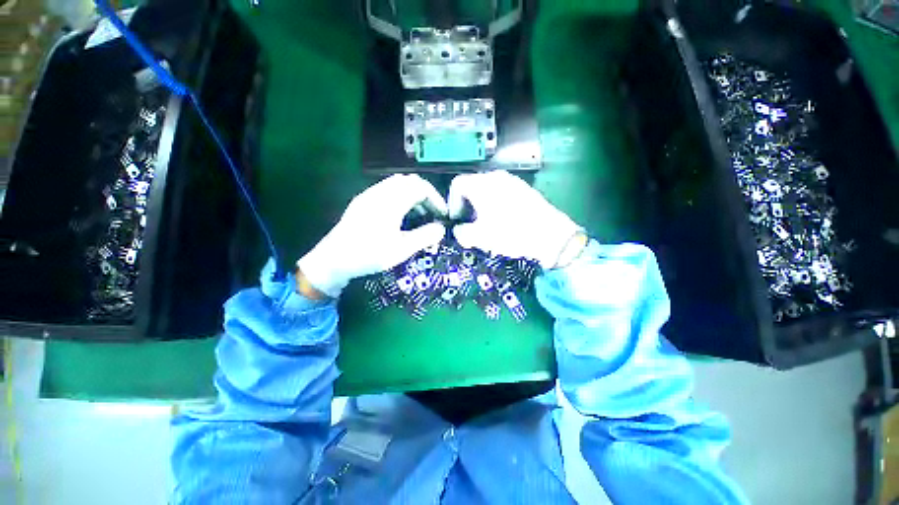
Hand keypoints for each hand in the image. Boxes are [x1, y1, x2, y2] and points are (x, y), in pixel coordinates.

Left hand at [297, 175, 447, 297]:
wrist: (333, 260)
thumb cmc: (369, 255)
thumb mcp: (402, 249)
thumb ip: (425, 236)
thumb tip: (441, 228)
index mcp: (391, 202)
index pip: (420, 187)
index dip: (435, 198)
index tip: (442, 214)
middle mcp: (379, 192)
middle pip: (409, 181)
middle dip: (425, 195)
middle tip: (431, 213)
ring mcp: (368, 195)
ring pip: (397, 185)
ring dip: (412, 196)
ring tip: (418, 215)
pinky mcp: (362, 202)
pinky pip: (386, 191)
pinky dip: (399, 198)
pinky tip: (399, 216)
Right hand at [448, 171, 583, 268]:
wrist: (552, 238)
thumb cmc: (510, 235)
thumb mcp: (479, 238)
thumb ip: (461, 233)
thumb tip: (458, 230)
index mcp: (482, 184)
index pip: (457, 184)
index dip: (452, 203)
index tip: (456, 221)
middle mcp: (497, 177)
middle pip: (472, 186)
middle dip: (466, 206)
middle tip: (469, 225)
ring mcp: (513, 182)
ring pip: (488, 190)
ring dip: (481, 206)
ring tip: (486, 225)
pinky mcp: (525, 190)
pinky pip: (503, 193)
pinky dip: (496, 205)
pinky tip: (503, 222)